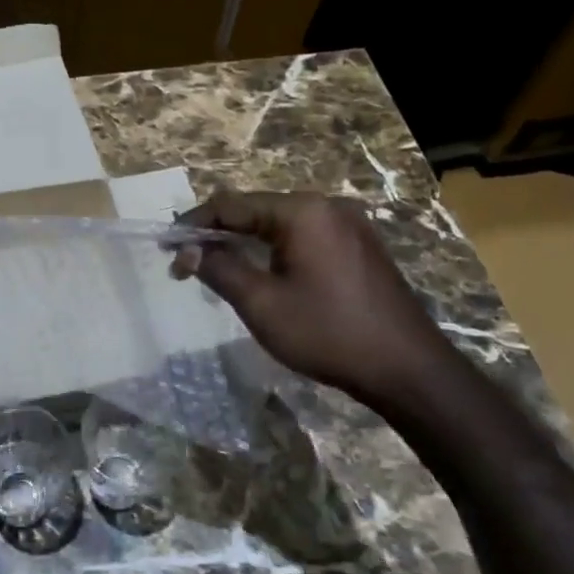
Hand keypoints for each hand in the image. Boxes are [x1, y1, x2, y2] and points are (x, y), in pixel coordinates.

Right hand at [173, 191, 455, 412]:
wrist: (408, 369)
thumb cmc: (328, 333)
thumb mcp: (261, 303)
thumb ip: (219, 268)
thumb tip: (186, 251)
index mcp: (302, 211)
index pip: (231, 205)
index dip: (194, 224)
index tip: (166, 248)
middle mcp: (327, 206)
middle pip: (256, 209)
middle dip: (218, 234)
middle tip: (188, 263)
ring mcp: (349, 224)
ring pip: (280, 223)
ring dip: (246, 242)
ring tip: (217, 269)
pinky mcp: (360, 245)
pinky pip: (305, 236)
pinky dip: (275, 249)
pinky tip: (262, 272)